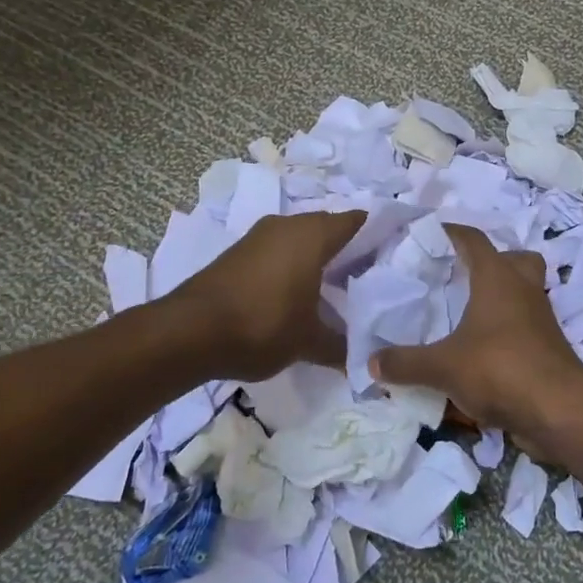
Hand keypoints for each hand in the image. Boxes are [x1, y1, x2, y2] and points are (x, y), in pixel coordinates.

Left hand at [165, 211, 365, 381]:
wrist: (188, 332)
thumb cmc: (262, 326)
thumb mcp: (309, 342)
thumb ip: (340, 347)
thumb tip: (363, 360)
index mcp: (312, 235)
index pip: (356, 221)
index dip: (377, 233)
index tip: (394, 252)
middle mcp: (287, 225)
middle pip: (328, 228)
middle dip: (348, 249)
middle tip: (369, 276)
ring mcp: (258, 237)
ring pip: (300, 239)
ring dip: (316, 257)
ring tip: (336, 287)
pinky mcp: (237, 253)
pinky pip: (277, 251)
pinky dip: (292, 265)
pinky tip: (297, 293)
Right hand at [368, 224, 582, 458]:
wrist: (560, 410)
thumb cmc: (500, 369)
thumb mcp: (443, 367)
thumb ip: (406, 363)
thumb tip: (371, 362)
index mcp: (497, 278)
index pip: (474, 240)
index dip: (453, 232)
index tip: (432, 232)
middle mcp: (523, 289)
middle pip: (516, 259)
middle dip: (493, 260)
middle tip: (463, 274)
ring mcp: (541, 318)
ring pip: (525, 292)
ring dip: (502, 296)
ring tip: (468, 312)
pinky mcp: (549, 347)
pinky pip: (526, 326)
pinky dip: (507, 330)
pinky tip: (483, 350)